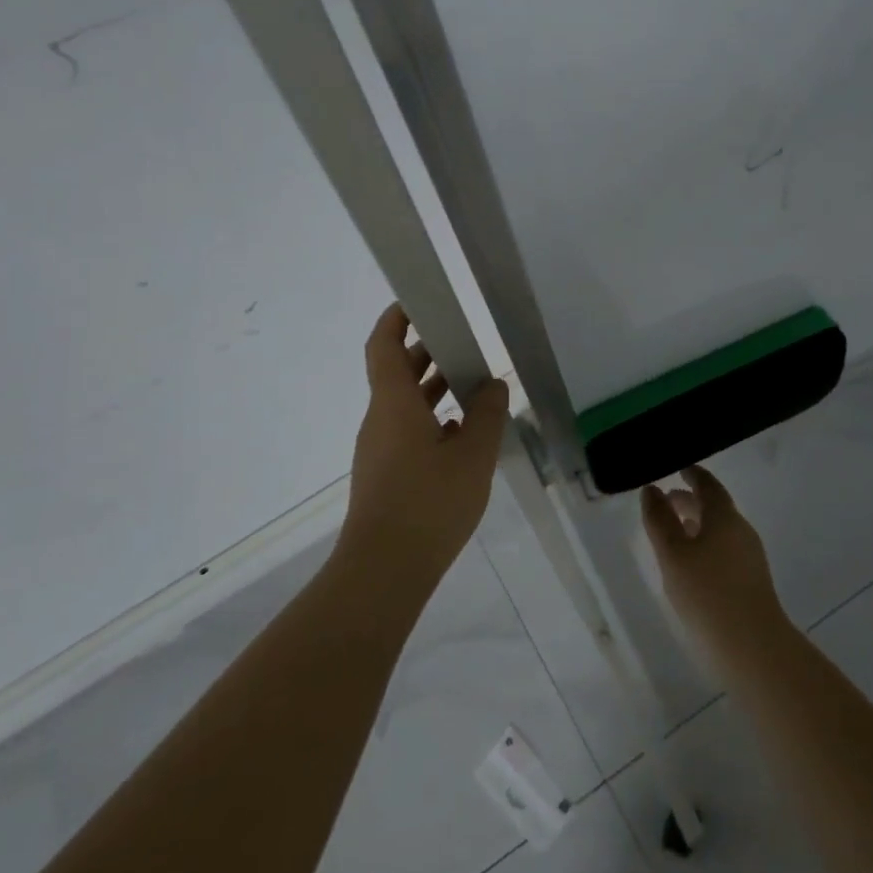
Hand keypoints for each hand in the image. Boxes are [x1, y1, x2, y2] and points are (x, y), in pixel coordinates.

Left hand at [341, 304, 510, 579]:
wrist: (384, 569)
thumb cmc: (429, 502)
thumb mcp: (473, 455)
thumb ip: (487, 415)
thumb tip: (493, 386)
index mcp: (393, 404)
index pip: (384, 346)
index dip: (396, 319)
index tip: (419, 302)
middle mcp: (380, 420)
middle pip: (396, 373)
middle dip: (426, 353)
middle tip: (463, 343)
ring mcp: (379, 450)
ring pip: (404, 405)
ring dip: (432, 389)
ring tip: (473, 386)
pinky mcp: (385, 475)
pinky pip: (407, 432)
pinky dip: (431, 421)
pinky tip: (462, 437)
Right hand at [640, 466, 789, 660]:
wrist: (752, 647)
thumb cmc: (707, 594)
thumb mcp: (673, 554)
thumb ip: (660, 520)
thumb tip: (652, 490)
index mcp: (725, 517)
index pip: (708, 485)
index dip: (692, 475)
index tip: (679, 468)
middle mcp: (741, 531)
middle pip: (715, 507)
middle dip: (690, 501)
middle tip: (666, 500)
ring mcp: (749, 558)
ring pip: (719, 531)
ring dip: (696, 525)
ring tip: (672, 533)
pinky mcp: (750, 582)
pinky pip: (723, 550)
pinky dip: (704, 545)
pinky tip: (689, 565)